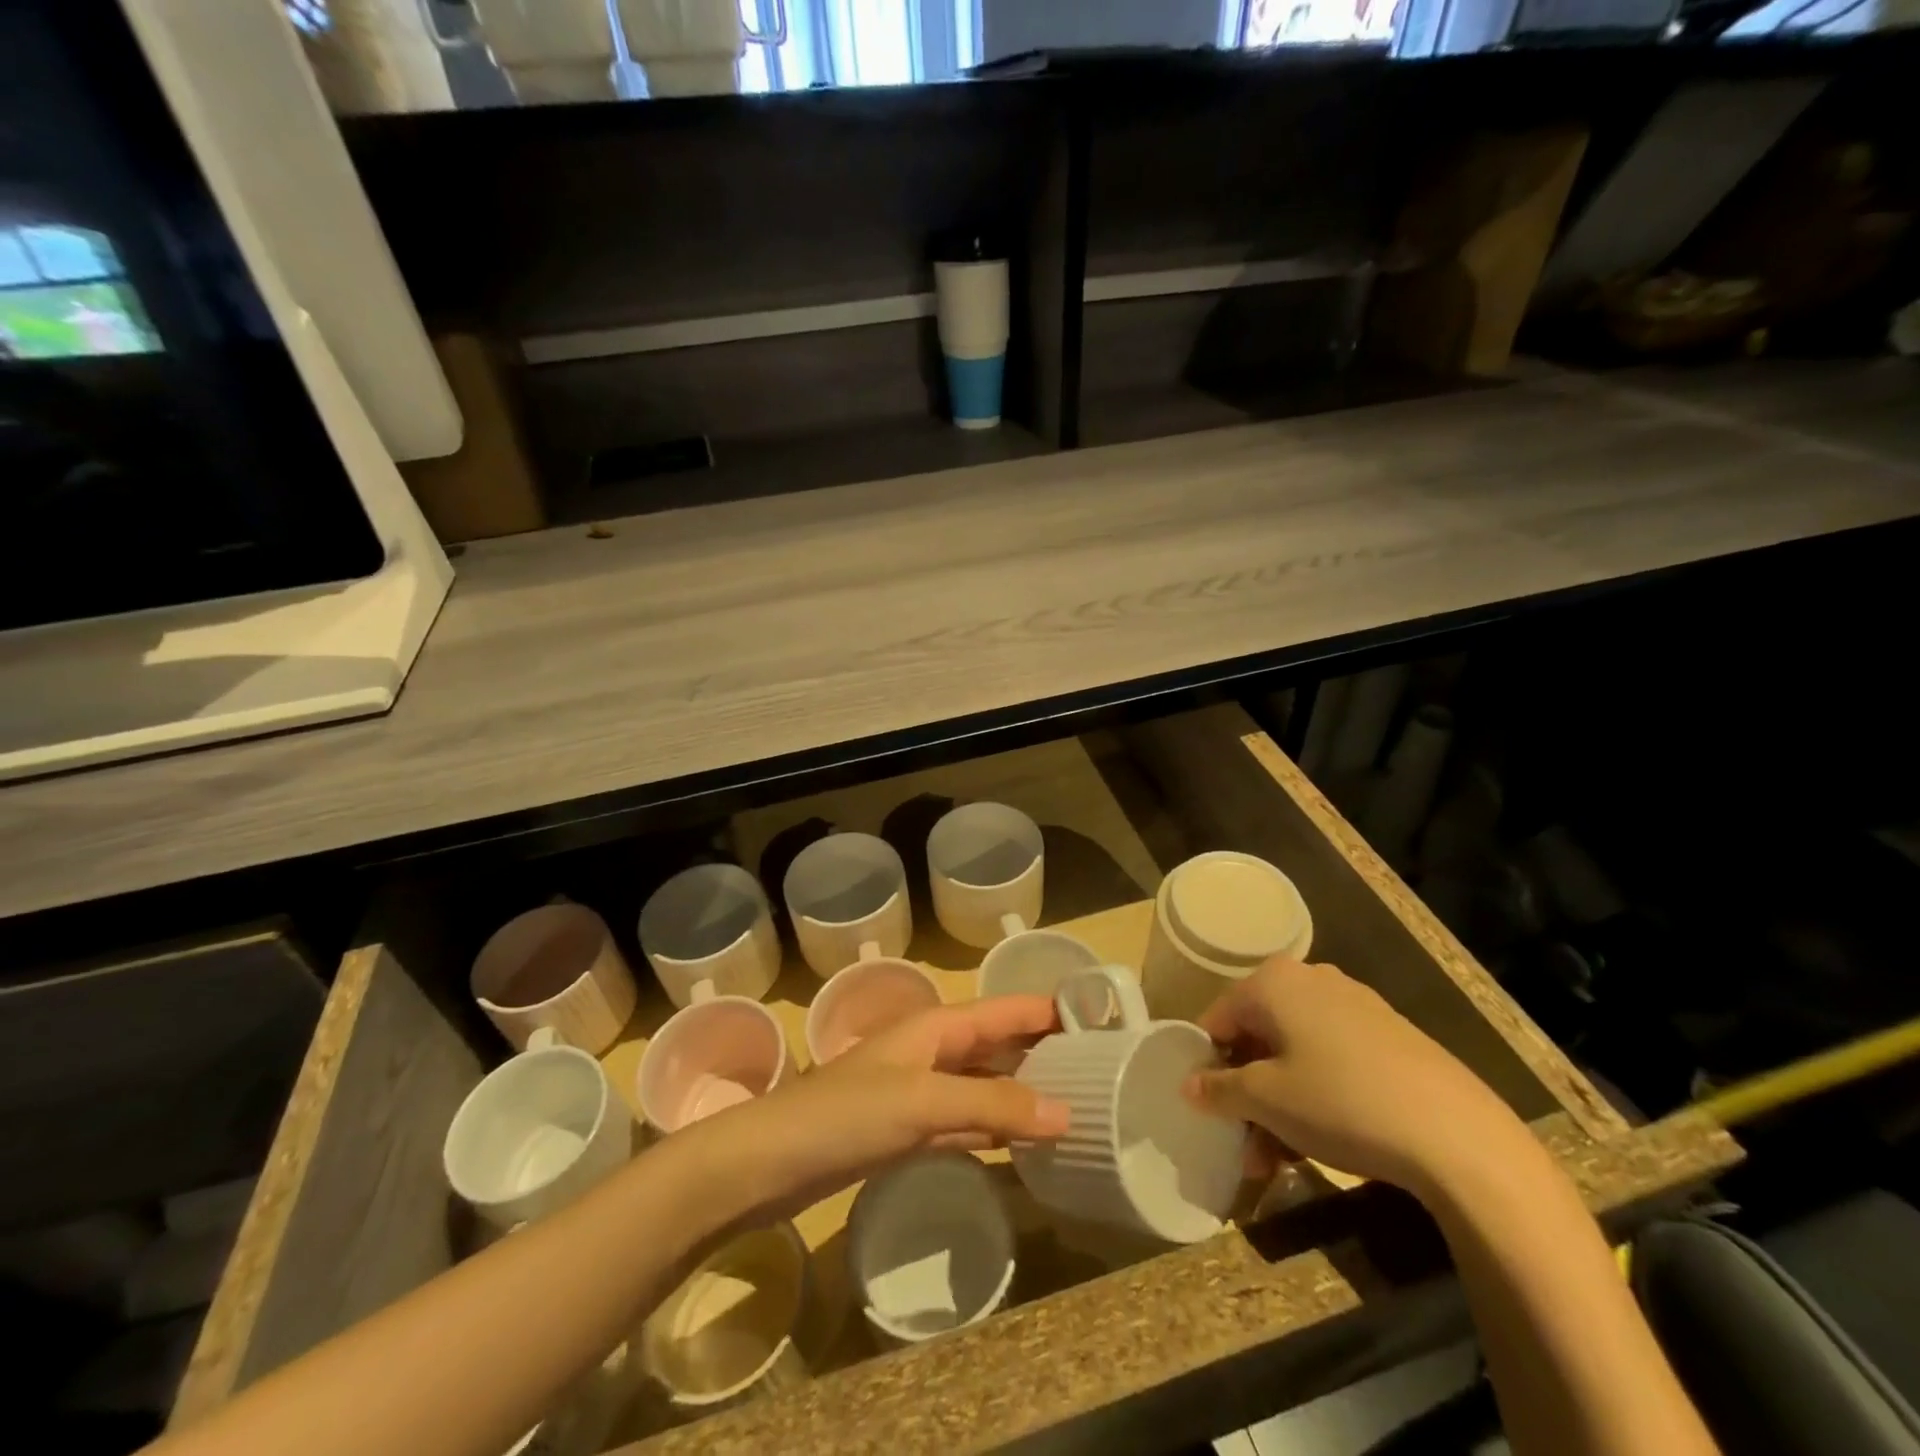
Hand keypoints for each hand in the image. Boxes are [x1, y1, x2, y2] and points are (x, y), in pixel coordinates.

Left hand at [686, 995, 1071, 1224]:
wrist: (769, 1163)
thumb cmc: (845, 1114)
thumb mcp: (923, 1101)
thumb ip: (992, 1103)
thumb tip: (1066, 1111)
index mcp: (937, 1027)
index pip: (1005, 1010)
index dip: (1048, 1010)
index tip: (1100, 1019)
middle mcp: (933, 1051)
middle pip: (998, 1045)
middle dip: (1043, 1053)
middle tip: (1100, 1071)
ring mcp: (920, 1092)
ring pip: (984, 1085)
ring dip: (1022, 1093)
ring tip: (1075, 1105)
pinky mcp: (908, 1132)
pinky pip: (966, 1122)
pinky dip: (995, 1129)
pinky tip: (1023, 1144)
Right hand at [1184, 957, 1530, 1197]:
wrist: (1458, 1135)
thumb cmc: (1340, 1102)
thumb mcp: (1267, 1101)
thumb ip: (1219, 1089)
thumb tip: (1189, 1085)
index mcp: (1273, 982)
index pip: (1218, 1019)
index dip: (1208, 1065)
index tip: (1212, 1112)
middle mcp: (1310, 979)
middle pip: (1258, 1036)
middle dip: (1247, 1093)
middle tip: (1245, 1145)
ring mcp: (1354, 1004)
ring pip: (1295, 1052)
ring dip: (1279, 1103)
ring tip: (1279, 1160)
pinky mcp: (1389, 1034)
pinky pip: (1331, 1057)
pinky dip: (1315, 1094)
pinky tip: (1320, 1142)